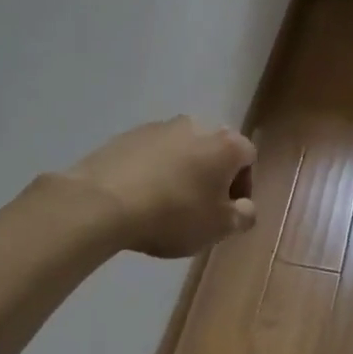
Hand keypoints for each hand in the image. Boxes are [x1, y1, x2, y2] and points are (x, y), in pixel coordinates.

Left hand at [66, 116, 256, 257]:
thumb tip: (245, 208)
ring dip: (182, 171)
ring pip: (183, 149)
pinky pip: (152, 153)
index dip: (243, 187)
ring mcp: (160, 126)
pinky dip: (153, 169)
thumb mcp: (219, 228)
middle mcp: (197, 125)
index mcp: (226, 144)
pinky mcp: (129, 134)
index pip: (248, 157)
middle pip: (214, 149)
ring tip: (166, 204)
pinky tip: (140, 196)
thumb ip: (243, 216)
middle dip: (212, 175)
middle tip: (199, 208)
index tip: (227, 213)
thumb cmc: (173, 214)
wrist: (104, 202)